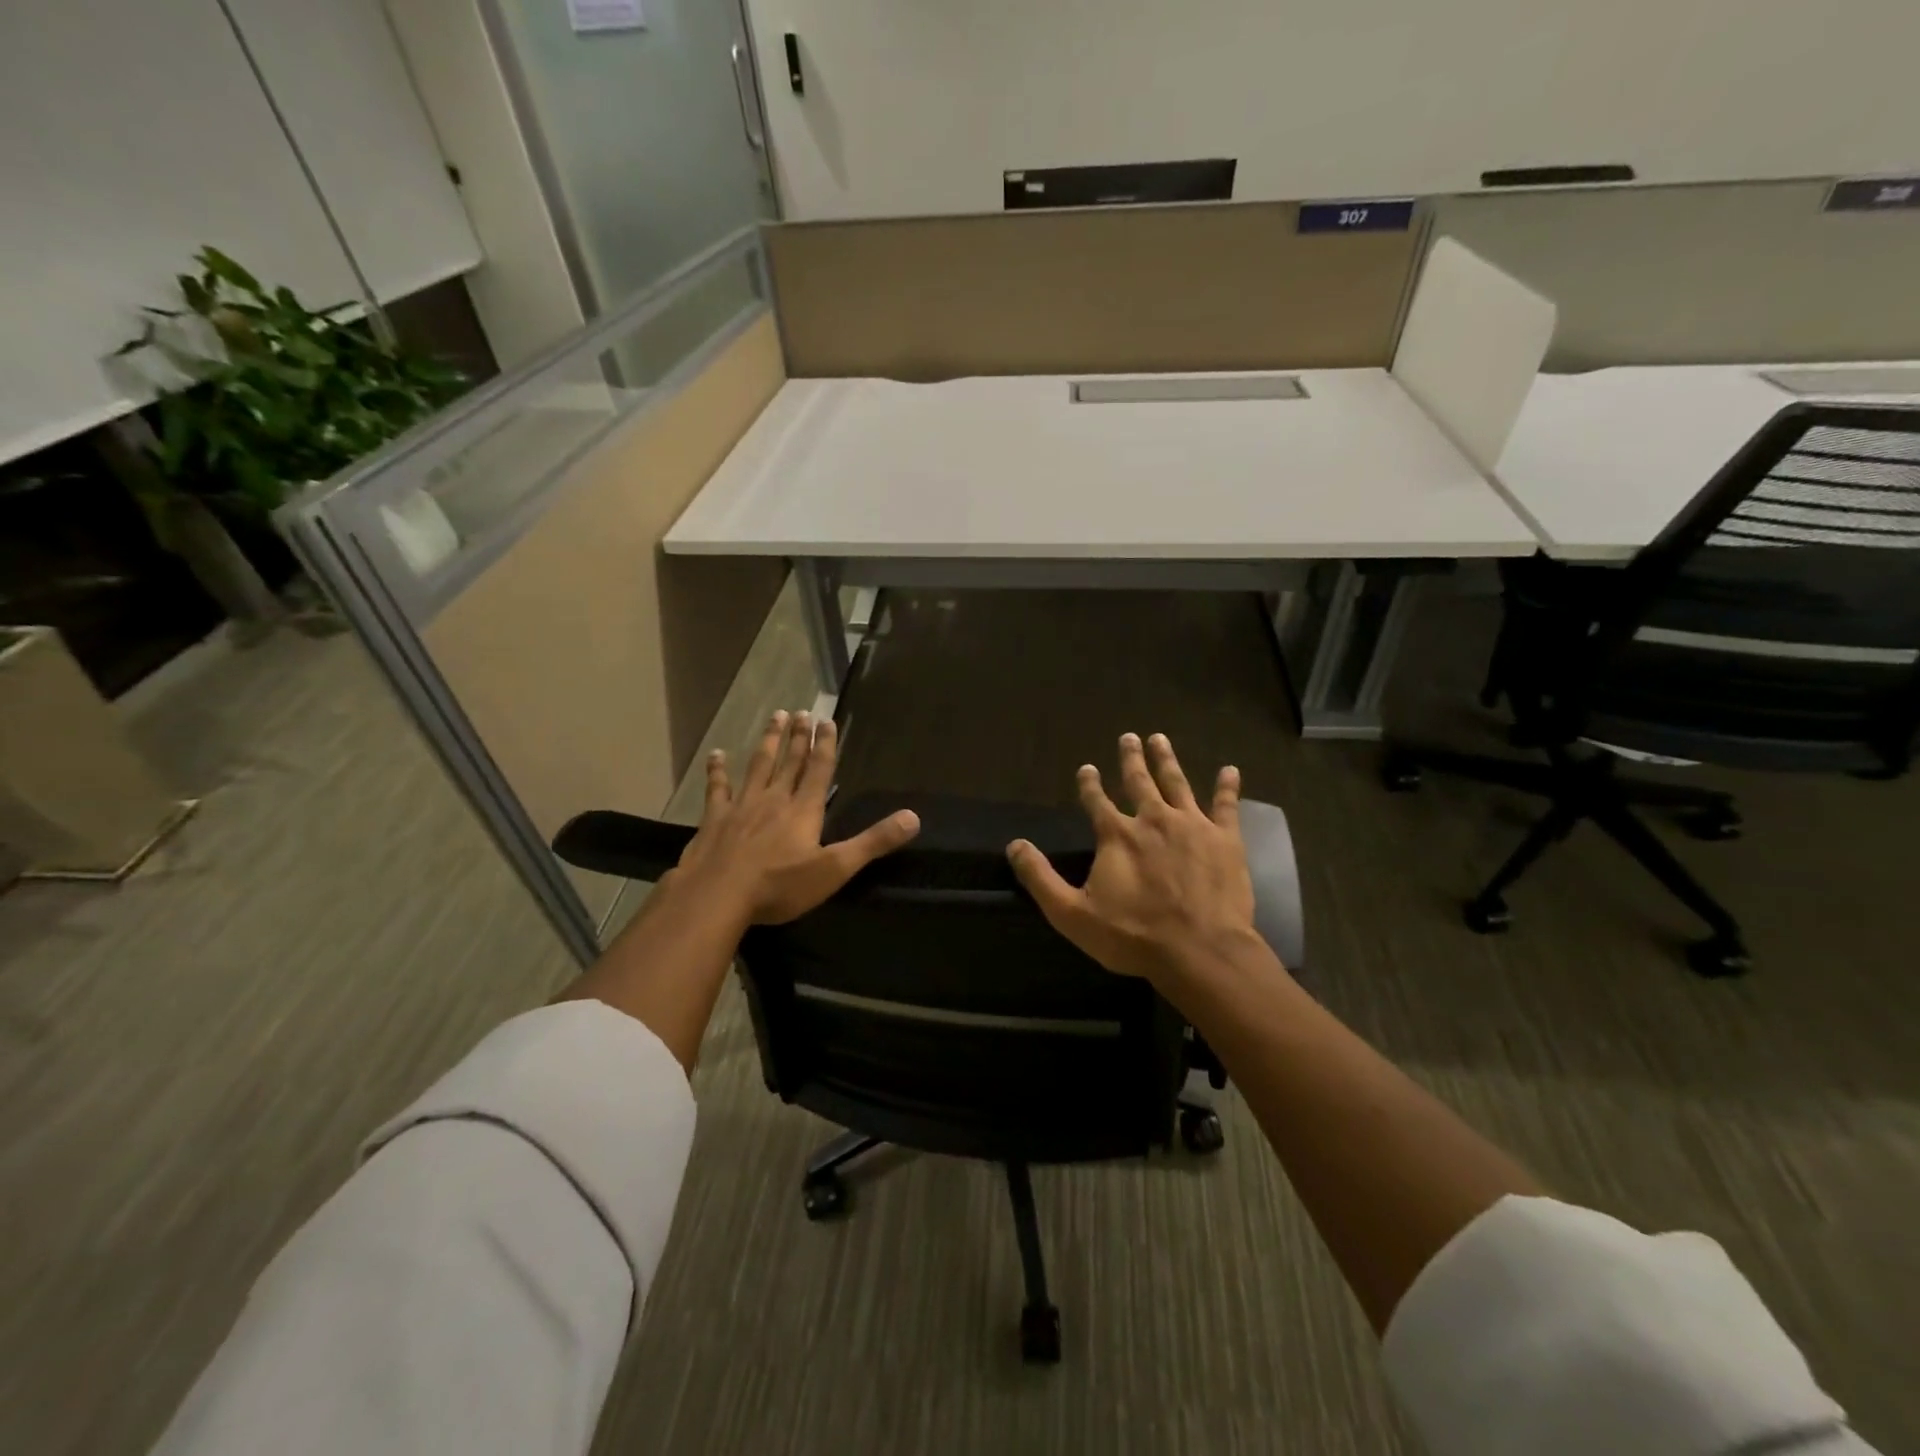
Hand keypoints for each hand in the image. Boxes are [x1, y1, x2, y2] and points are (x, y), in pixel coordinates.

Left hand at [671, 709, 919, 925]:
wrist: (718, 896)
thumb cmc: (780, 885)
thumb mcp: (835, 868)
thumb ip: (873, 842)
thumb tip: (914, 817)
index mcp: (804, 810)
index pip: (819, 770)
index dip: (825, 745)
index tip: (826, 720)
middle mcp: (775, 799)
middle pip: (790, 762)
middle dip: (798, 737)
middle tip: (801, 712)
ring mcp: (742, 806)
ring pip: (758, 766)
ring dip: (768, 741)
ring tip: (774, 717)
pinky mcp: (715, 819)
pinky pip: (718, 789)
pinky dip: (717, 771)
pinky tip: (716, 755)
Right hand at [1006, 732, 1262, 986]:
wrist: (1200, 952)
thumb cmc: (1133, 936)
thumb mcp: (1072, 914)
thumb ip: (1040, 878)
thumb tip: (1014, 845)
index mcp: (1117, 836)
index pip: (1097, 801)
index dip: (1089, 784)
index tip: (1087, 768)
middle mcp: (1153, 820)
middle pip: (1139, 781)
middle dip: (1131, 758)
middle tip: (1129, 737)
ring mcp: (1192, 826)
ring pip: (1177, 783)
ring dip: (1167, 760)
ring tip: (1161, 739)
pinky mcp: (1225, 840)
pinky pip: (1226, 805)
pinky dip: (1227, 786)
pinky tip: (1230, 770)